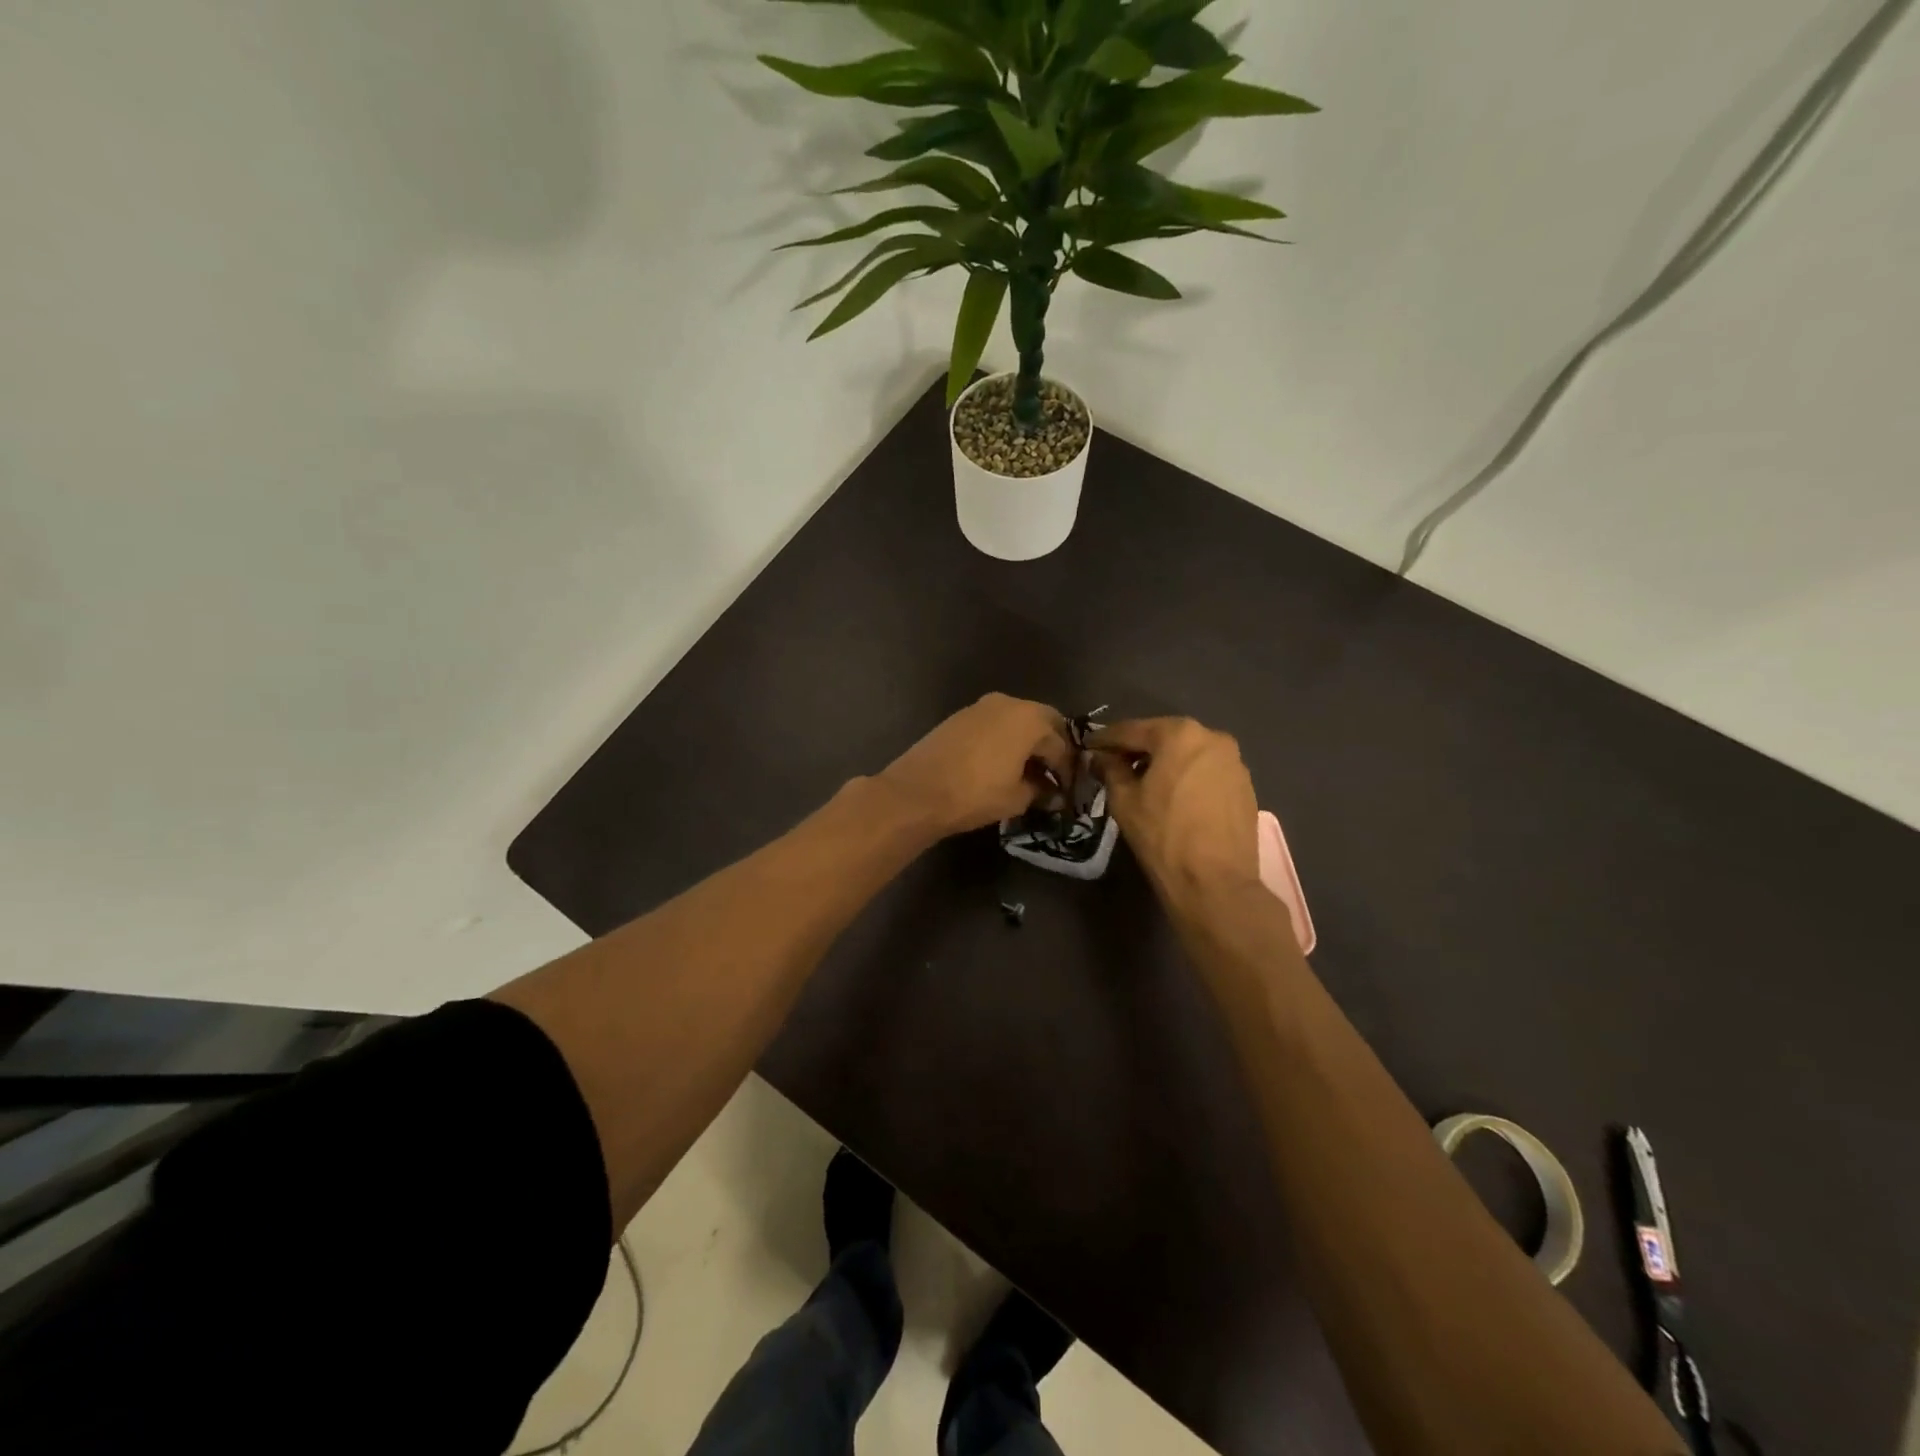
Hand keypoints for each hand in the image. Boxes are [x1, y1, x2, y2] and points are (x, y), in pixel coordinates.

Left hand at [876, 693, 1073, 839]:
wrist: (917, 792)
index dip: (1066, 769)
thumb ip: (1040, 790)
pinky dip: (1004, 739)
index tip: (1066, 790)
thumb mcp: (1017, 798)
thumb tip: (1048, 790)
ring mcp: (980, 706)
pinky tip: (999, 763)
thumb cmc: (975, 794)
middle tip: (1050, 774)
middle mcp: (1008, 702)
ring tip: (1025, 771)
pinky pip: (994, 724)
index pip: (1060, 744)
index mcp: (1030, 718)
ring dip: (1026, 741)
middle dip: (1049, 746)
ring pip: (1016, 720)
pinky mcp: (959, 716)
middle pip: (1042, 721)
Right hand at [1090, 717, 1259, 903]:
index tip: (1088, 747)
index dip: (1106, 739)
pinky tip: (1174, 798)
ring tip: (1144, 783)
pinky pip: (1207, 773)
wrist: (1215, 883)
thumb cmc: (1163, 835)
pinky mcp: (1246, 787)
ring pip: (1188, 755)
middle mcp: (1212, 738)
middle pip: (1164, 738)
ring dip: (1165, 763)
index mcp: (1180, 734)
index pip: (1133, 730)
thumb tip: (1102, 757)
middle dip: (1138, 750)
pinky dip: (1187, 778)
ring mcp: (1234, 762)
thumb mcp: (1124, 800)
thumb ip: (1110, 769)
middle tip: (1114, 764)